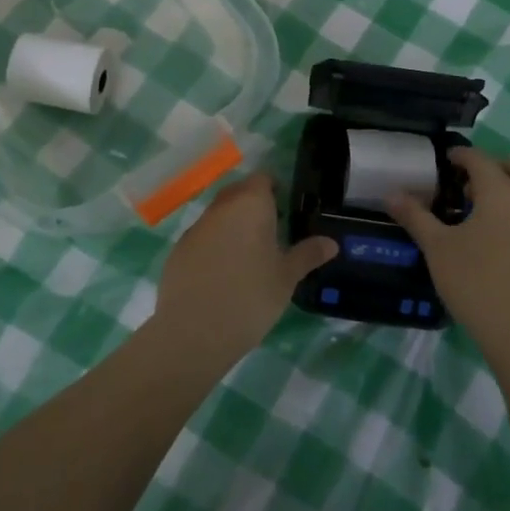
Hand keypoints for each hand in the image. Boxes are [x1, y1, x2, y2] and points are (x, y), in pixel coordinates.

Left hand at [154, 173, 337, 364]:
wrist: (193, 331)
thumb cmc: (250, 297)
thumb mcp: (286, 278)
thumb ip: (308, 255)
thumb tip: (331, 243)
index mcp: (250, 205)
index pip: (263, 179)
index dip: (275, 190)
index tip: (287, 211)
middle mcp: (220, 208)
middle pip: (239, 193)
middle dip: (254, 206)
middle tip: (272, 233)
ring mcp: (196, 228)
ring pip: (219, 216)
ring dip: (233, 227)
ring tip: (249, 258)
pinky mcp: (178, 251)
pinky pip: (203, 238)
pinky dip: (214, 247)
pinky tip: (223, 276)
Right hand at [387, 148, 509, 355]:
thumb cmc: (474, 282)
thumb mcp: (437, 247)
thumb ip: (415, 216)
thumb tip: (391, 194)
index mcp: (500, 191)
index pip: (480, 160)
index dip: (462, 156)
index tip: (447, 160)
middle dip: (497, 166)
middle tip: (473, 185)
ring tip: (493, 205)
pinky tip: (507, 232)